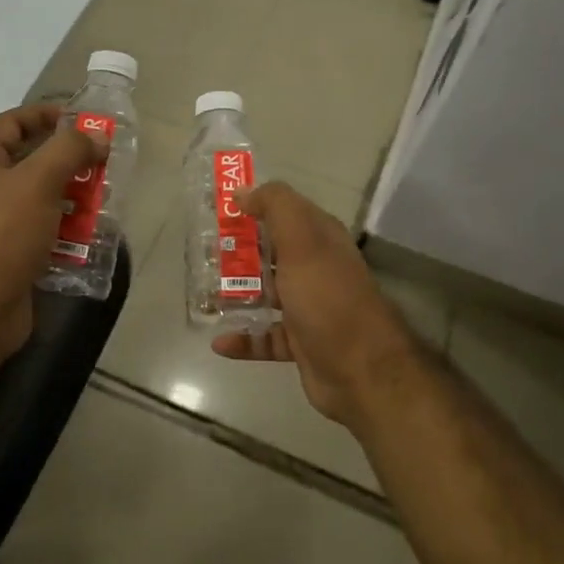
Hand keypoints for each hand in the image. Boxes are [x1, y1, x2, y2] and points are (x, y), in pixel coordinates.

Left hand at [0, 104, 103, 360]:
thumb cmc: (0, 235)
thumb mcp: (36, 181)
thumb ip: (68, 150)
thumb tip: (96, 136)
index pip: (11, 123)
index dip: (45, 116)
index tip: (83, 120)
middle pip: (31, 163)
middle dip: (68, 162)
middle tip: (103, 164)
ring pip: (42, 201)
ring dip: (73, 198)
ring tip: (104, 201)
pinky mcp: (12, 257)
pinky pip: (45, 234)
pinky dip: (68, 232)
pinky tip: (92, 237)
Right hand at [211, 182, 425, 432]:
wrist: (362, 371)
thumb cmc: (328, 299)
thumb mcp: (303, 242)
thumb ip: (276, 207)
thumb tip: (245, 192)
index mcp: (320, 240)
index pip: (284, 212)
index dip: (254, 206)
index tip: (217, 210)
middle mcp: (315, 270)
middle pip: (270, 253)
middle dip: (237, 253)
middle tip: (201, 254)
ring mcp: (309, 308)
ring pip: (265, 295)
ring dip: (236, 296)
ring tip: (203, 297)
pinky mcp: (300, 344)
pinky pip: (265, 337)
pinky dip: (243, 339)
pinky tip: (220, 341)